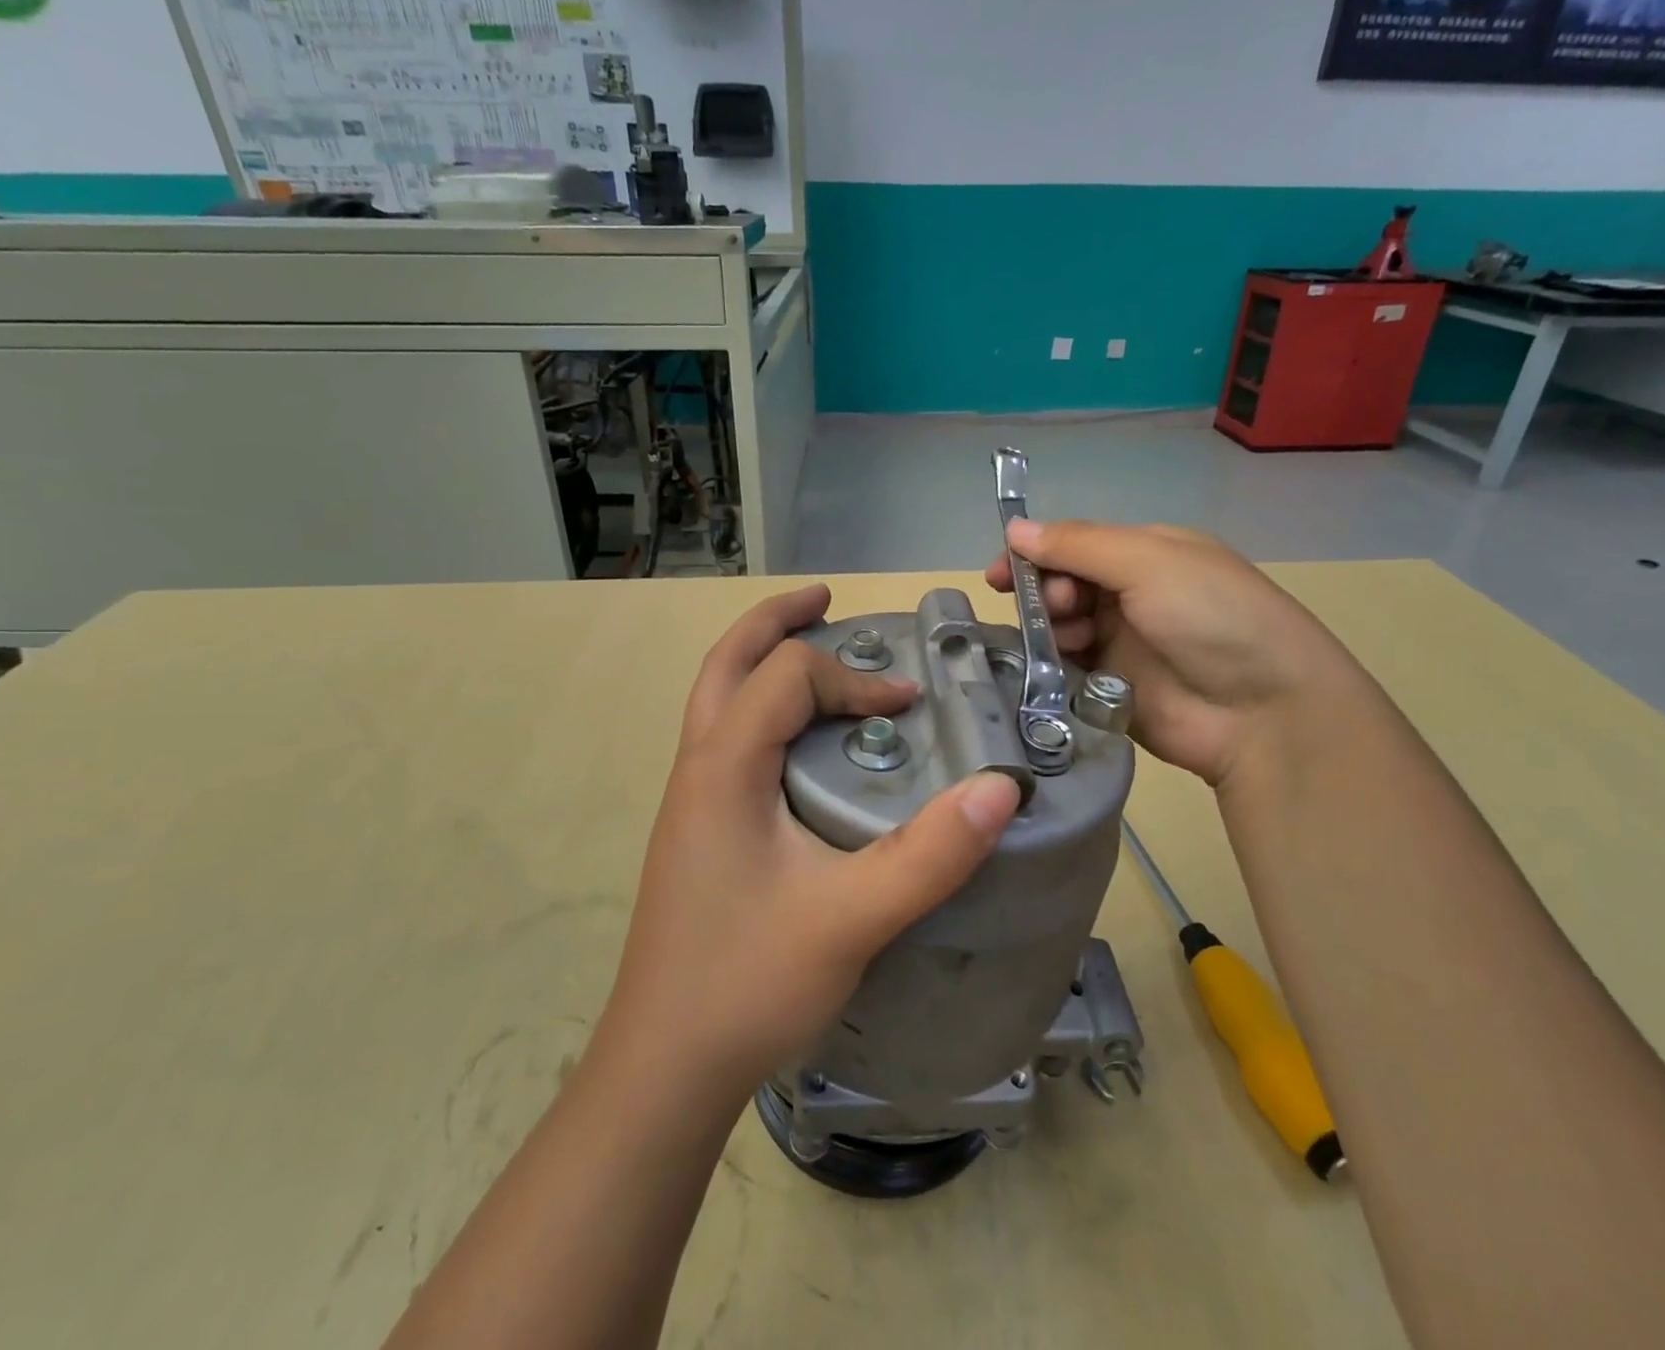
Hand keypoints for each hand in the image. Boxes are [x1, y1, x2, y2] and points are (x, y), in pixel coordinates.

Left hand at [600, 584, 1021, 1102]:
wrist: (664, 1067)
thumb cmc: (748, 984)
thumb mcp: (852, 919)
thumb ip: (930, 854)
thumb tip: (1000, 787)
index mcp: (723, 767)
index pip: (788, 677)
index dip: (854, 678)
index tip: (910, 705)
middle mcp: (697, 768)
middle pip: (727, 663)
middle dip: (776, 621)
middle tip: (827, 599)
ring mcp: (690, 800)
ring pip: (717, 699)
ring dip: (762, 660)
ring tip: (810, 647)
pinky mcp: (696, 830)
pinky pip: (725, 738)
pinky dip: (760, 708)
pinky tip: (795, 740)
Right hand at [986, 520, 1354, 786]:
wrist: (1263, 712)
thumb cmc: (1211, 618)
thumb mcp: (1149, 562)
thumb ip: (1078, 545)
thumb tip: (1015, 528)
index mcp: (1146, 554)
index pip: (1075, 544)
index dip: (1036, 554)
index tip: (1001, 574)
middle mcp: (1131, 595)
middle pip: (1062, 585)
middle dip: (1044, 591)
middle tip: (1052, 608)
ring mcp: (1121, 644)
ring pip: (1059, 627)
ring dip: (1049, 628)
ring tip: (1064, 640)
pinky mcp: (1109, 688)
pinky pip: (1065, 669)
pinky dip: (1052, 664)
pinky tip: (1052, 669)